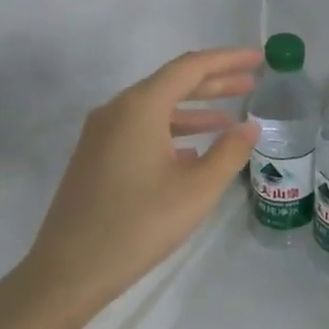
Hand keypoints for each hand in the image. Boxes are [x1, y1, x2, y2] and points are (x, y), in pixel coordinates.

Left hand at [0, 48, 262, 328]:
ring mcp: (101, 134)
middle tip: (252, 84)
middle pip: (172, 83)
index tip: (259, 59)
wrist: (70, 270)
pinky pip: (141, 130)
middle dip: (214, 82)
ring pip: (156, 109)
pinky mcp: (96, 157)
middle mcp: (116, 110)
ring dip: (195, 110)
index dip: (228, 60)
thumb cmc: (139, 225)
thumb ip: (229, 152)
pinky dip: (173, 132)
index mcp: (139, 107)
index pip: (190, 68)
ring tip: (231, 118)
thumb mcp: (197, 189)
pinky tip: (194, 151)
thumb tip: (250, 126)